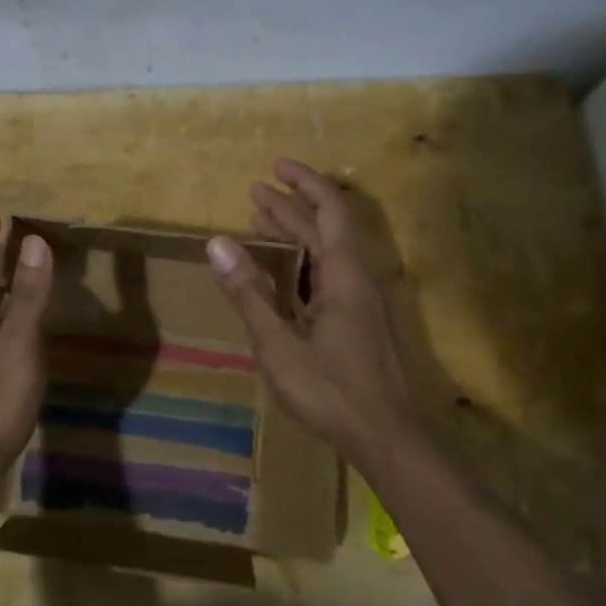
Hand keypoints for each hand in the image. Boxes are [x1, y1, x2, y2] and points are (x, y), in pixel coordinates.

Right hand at [207, 159, 423, 462]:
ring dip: (298, 233)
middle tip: (255, 193)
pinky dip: (304, 262)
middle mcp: (359, 280)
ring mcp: (364, 303)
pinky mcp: (362, 323)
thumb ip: (249, 292)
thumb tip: (217, 243)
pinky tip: (287, 274)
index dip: (304, 183)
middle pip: (328, 228)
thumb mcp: (278, 343)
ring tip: (262, 223)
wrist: (388, 438)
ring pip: (330, 253)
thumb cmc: (331, 390)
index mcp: (344, 275)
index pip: (329, 210)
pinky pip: (331, 275)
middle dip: (292, 206)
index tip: (275, 166)